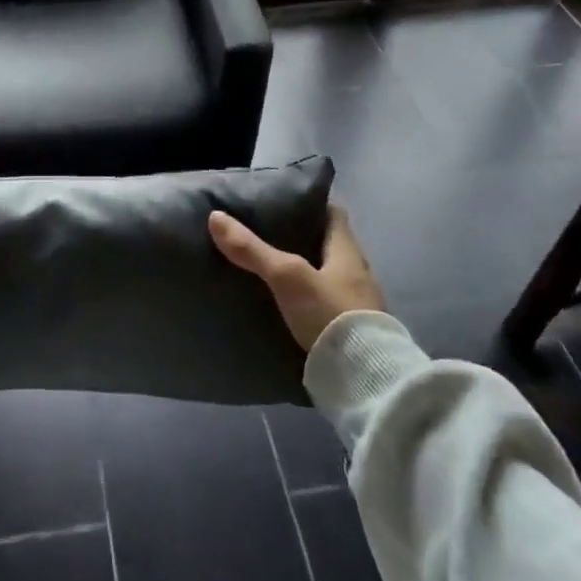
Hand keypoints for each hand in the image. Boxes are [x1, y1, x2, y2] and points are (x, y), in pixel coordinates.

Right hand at [208, 205, 384, 351]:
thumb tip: (216, 216)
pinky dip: (311, 301)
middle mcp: (359, 273)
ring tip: (273, 271)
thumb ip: (252, 249)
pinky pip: (329, 306)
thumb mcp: (286, 276)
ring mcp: (359, 305)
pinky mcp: (354, 333)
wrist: (364, 378)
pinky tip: (289, 307)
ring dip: (308, 272)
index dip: (312, 205)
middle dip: (304, 240)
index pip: (334, 214)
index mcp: (348, 251)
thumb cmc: (330, 313)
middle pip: (331, 246)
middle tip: (270, 235)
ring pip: (329, 276)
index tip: (286, 202)